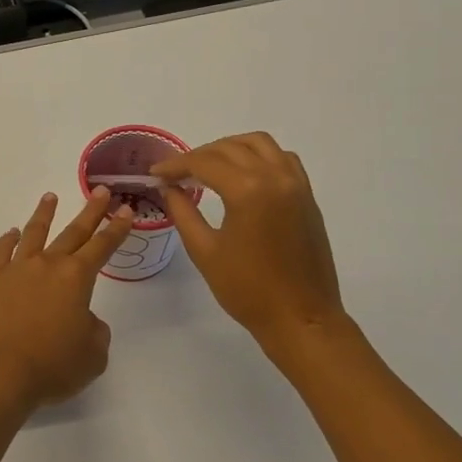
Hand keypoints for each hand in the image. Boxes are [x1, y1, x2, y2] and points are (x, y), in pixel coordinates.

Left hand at [0, 188, 134, 411]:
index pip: (102, 246)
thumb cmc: (51, 366)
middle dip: (90, 212)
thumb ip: (95, 331)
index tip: (126, 210)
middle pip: (73, 232)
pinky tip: (12, 234)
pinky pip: (1, 251)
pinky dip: (8, 240)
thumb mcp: (92, 355)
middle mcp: (47, 264)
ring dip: (44, 214)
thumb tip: (83, 318)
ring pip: (33, 233)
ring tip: (50, 197)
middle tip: (100, 191)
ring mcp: (15, 269)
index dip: (117, 228)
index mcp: (76, 278)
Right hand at [151, 133, 346, 348]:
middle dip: (198, 156)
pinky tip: (243, 173)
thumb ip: (183, 212)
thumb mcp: (204, 251)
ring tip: (208, 166)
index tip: (155, 173)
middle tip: (175, 174)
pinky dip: (259, 156)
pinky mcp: (307, 196)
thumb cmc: (247, 289)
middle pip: (229, 148)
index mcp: (248, 190)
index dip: (175, 165)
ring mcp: (296, 184)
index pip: (204, 163)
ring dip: (229, 147)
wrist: (301, 318)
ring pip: (259, 143)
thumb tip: (169, 188)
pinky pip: (282, 158)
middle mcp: (275, 177)